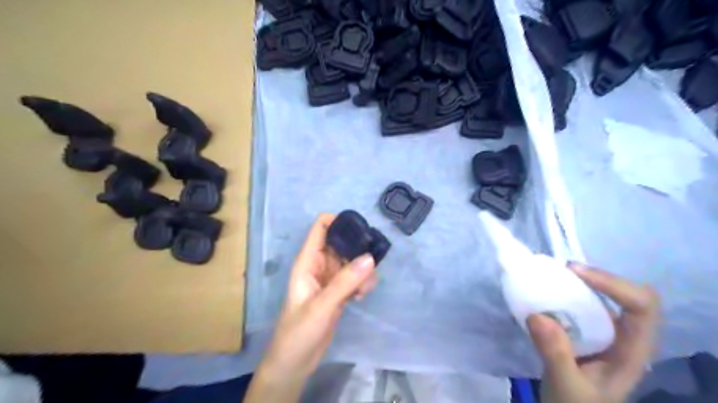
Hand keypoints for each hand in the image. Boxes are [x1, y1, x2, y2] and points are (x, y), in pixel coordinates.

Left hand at [246, 214, 377, 402]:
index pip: (321, 228)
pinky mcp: (338, 292)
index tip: (361, 227)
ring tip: (364, 288)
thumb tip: (370, 257)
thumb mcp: (321, 306)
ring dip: (362, 269)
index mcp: (308, 261)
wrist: (294, 363)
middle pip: (341, 242)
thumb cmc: (299, 332)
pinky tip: (361, 297)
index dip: (339, 220)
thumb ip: (345, 282)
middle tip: (373, 259)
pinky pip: (354, 277)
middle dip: (358, 247)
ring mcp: (330, 279)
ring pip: (351, 261)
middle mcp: (319, 265)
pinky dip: (362, 282)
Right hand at [525, 263, 661, 401]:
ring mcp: (606, 332)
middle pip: (627, 294)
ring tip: (551, 277)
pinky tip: (546, 293)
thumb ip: (555, 354)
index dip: (615, 284)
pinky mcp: (586, 330)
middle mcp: (624, 336)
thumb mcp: (566, 385)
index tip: (575, 273)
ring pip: (605, 297)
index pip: (643, 306)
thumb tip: (536, 314)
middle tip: (561, 271)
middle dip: (596, 278)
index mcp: (632, 351)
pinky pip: (582, 303)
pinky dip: (566, 292)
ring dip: (580, 283)